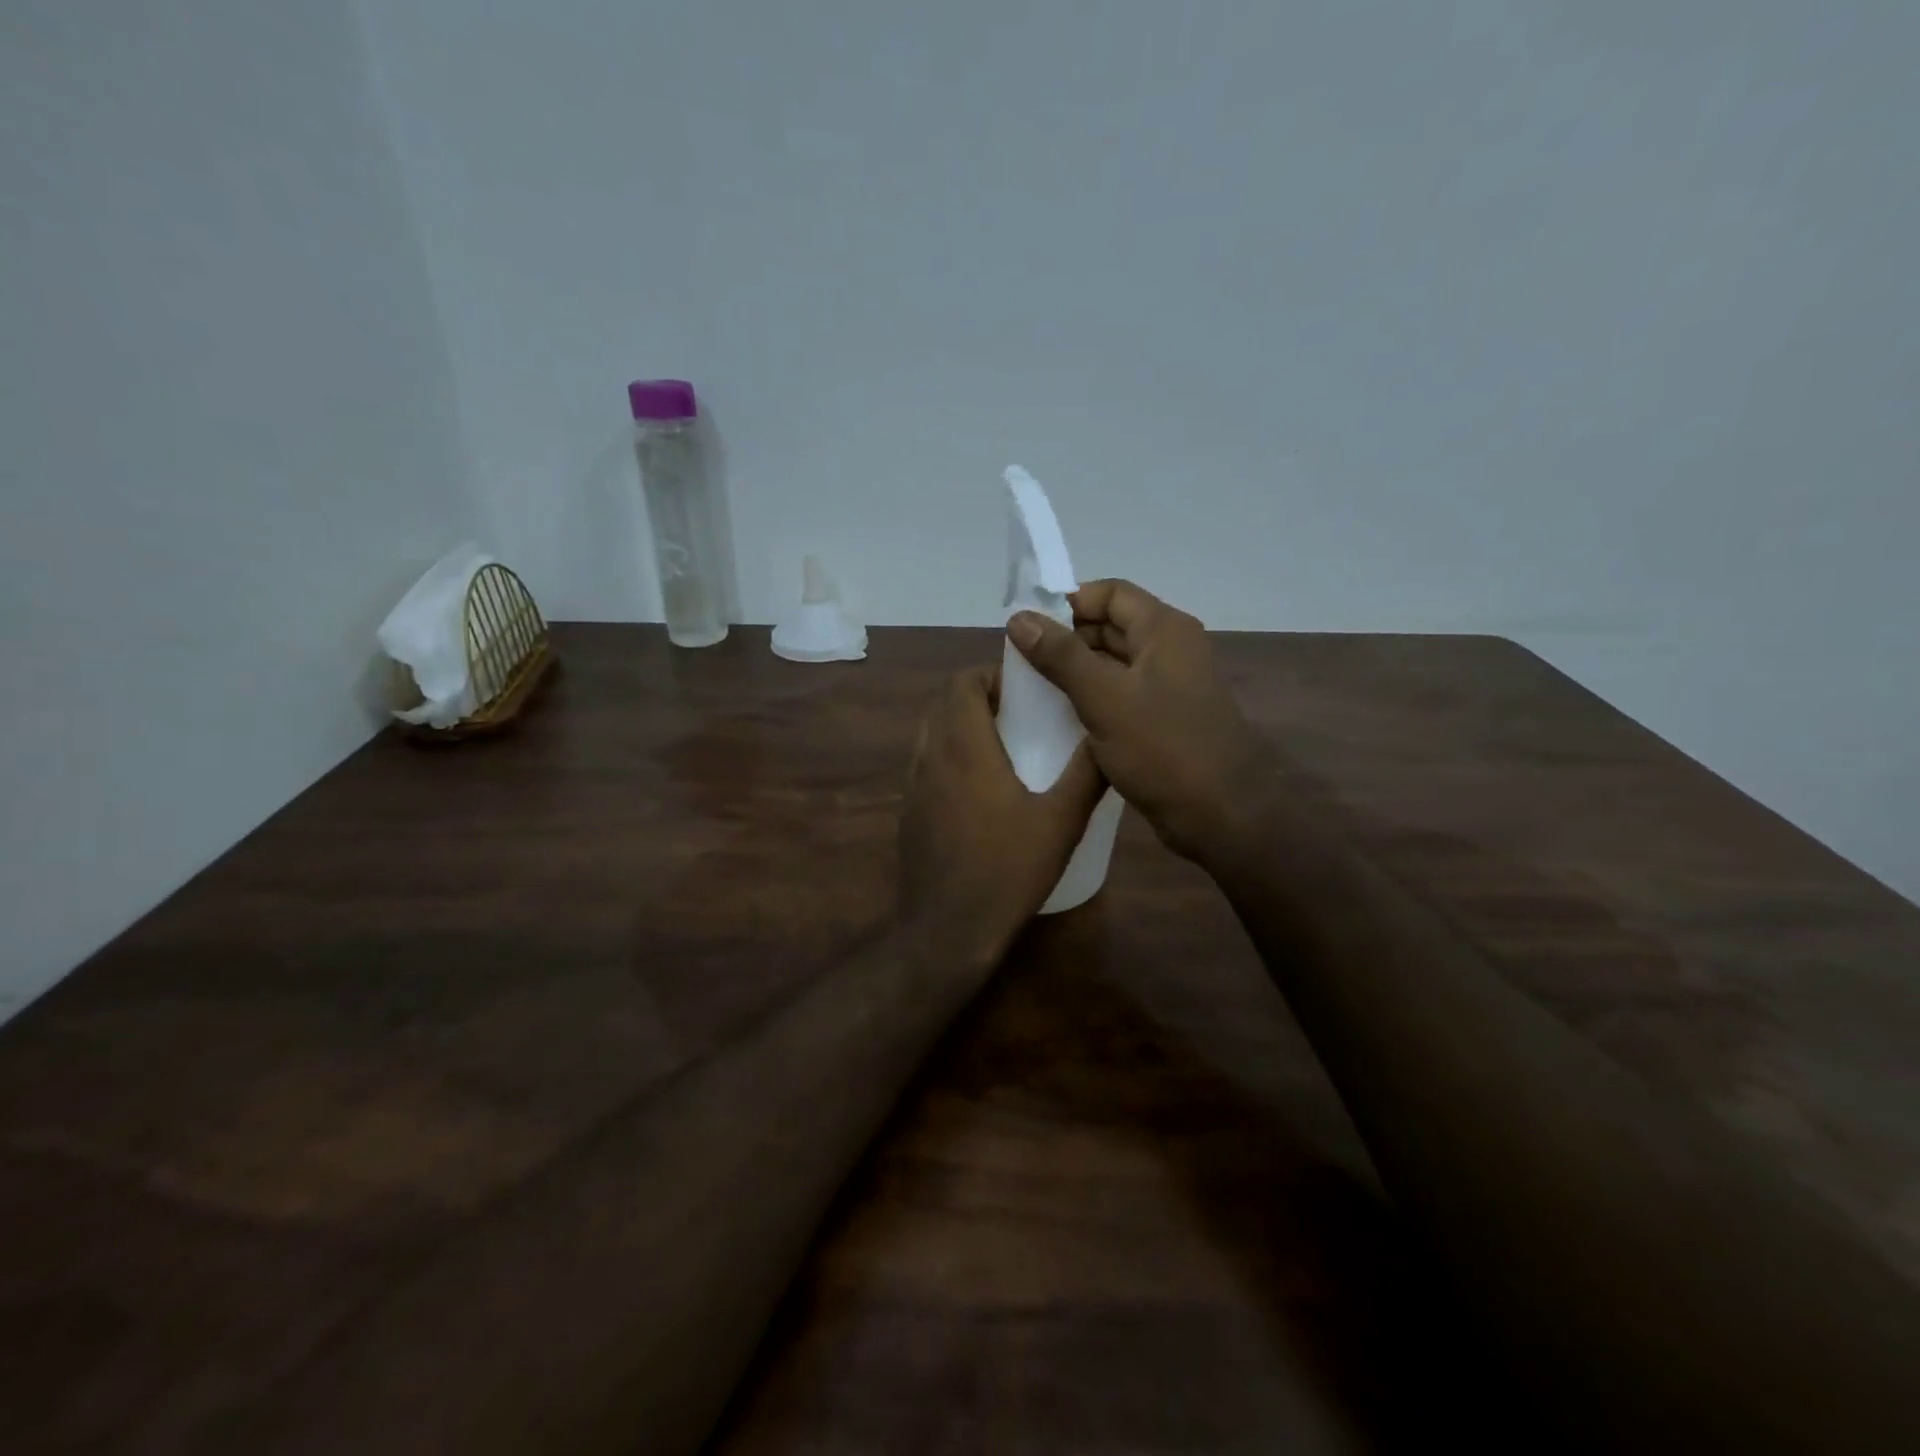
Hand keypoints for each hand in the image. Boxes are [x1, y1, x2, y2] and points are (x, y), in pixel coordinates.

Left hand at [899, 666, 1105, 956]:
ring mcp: (913, 785)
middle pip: (945, 703)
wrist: (949, 928)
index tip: (1022, 689)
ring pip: (932, 733)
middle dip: (978, 698)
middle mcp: (931, 756)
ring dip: (962, 726)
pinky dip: (949, 757)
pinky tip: (978, 791)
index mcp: (964, 747)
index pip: (961, 682)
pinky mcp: (908, 811)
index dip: (990, 675)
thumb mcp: (1060, 821)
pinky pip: (926, 764)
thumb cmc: (1008, 869)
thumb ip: (1086, 774)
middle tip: (1018, 714)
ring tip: (1002, 748)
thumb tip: (1106, 736)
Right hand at [1008, 580, 1272, 862]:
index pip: (1110, 593)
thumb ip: (1060, 656)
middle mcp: (1169, 650)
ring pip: (1113, 664)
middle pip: (1110, 626)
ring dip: (1075, 672)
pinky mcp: (1163, 720)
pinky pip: (1120, 695)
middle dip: (1066, 639)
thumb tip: (1019, 618)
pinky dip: (1091, 699)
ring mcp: (1168, 687)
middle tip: (1023, 662)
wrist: (1220, 814)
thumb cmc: (1163, 748)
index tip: (1028, 628)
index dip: (1068, 604)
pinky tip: (1060, 718)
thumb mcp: (1104, 698)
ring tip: (1032, 690)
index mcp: (1164, 630)